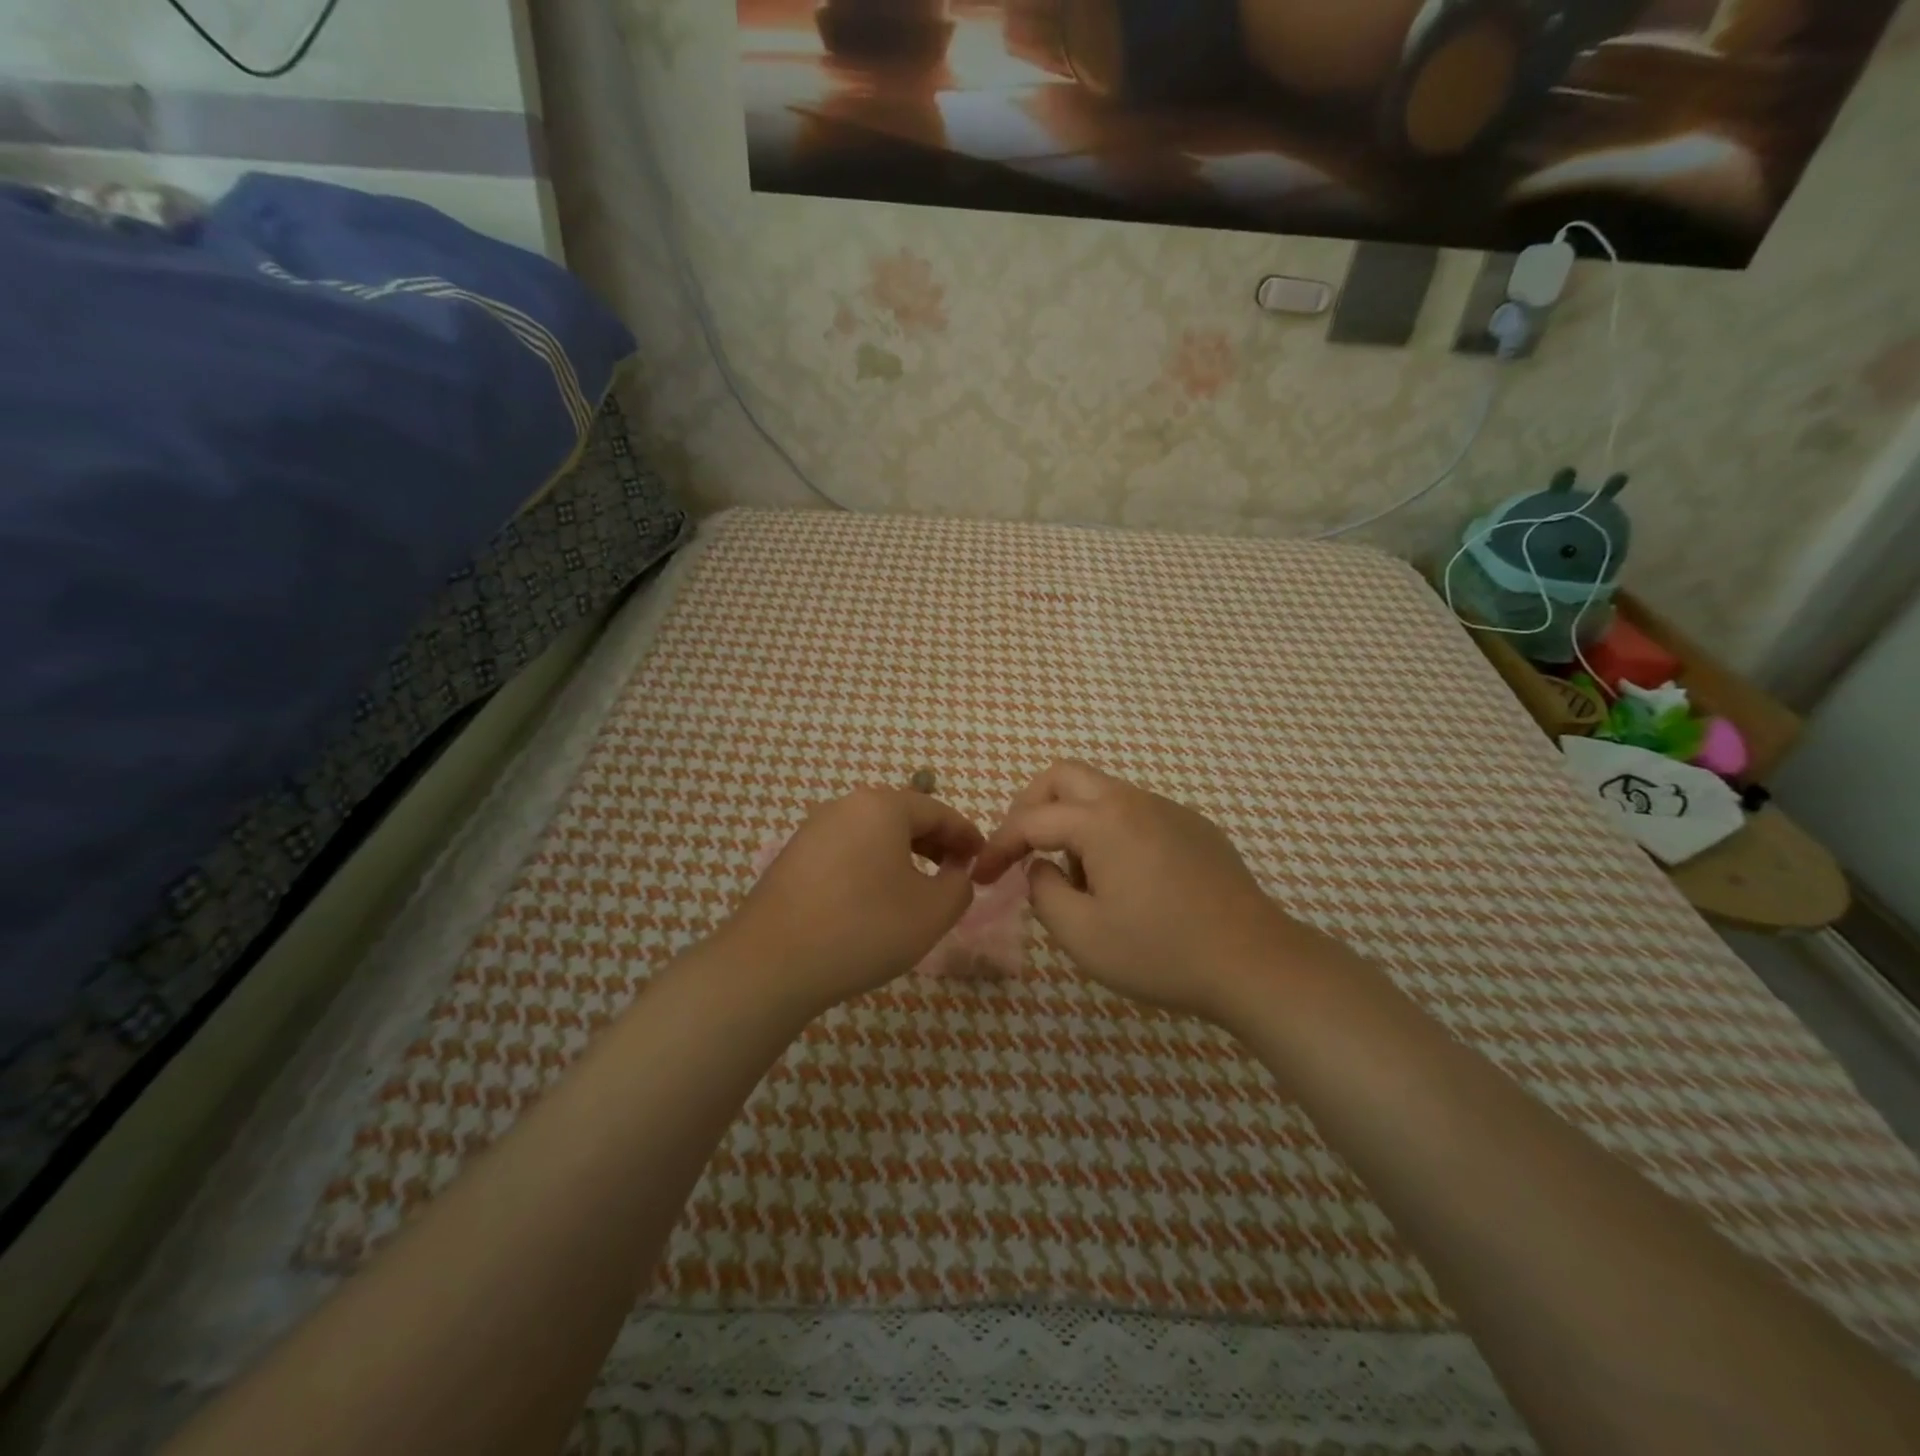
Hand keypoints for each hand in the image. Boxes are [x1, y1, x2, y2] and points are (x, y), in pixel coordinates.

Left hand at [728, 788, 984, 1013]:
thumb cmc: (864, 928)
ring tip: (916, 889)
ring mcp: (813, 830)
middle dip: (934, 843)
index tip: (982, 857)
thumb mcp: (932, 912)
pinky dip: (870, 866)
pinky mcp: (792, 857)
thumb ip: (959, 886)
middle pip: (902, 817)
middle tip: (953, 872)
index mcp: (882, 806)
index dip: (965, 835)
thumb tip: (956, 872)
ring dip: (901, 855)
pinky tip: (873, 900)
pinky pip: (846, 851)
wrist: (772, 963)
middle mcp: (845, 806)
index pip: (937, 811)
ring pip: (871, 834)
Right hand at [974, 761, 1304, 1022]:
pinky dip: (1109, 833)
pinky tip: (1124, 882)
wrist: (1254, 962)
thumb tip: (1042, 868)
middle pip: (1064, 777)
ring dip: (1072, 822)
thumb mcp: (1082, 935)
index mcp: (1102, 821)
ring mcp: (1168, 810)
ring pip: (1101, 794)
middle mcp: (1133, 801)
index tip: (980, 876)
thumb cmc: (1160, 951)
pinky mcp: (1194, 828)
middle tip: (1019, 847)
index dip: (998, 846)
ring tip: (1076, 880)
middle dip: (1029, 806)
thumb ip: (1044, 893)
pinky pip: (1135, 814)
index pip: (1031, 820)